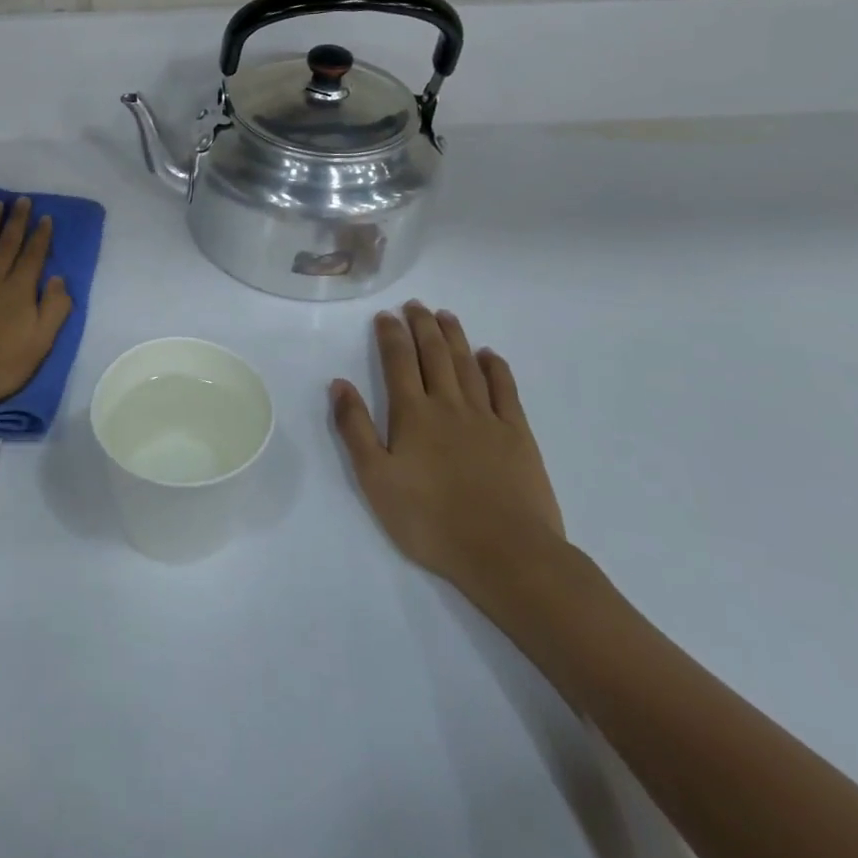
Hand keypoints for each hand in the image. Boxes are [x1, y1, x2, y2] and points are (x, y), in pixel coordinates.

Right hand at [332, 301, 567, 610]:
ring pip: (467, 365)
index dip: (391, 335)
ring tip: (446, 316)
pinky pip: (506, 390)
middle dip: (422, 326)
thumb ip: (356, 429)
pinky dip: (496, 368)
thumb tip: (339, 384)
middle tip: (416, 304)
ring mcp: (487, 418)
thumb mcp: (376, 479)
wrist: (507, 553)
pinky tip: (489, 355)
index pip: (398, 362)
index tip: (386, 315)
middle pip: (434, 354)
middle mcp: (449, 405)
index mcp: (412, 414)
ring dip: (455, 337)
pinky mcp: (518, 435)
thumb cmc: (431, 520)